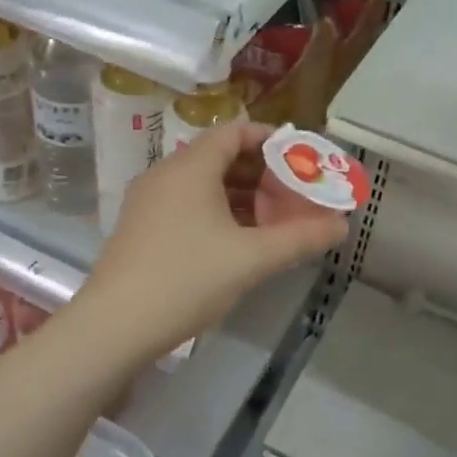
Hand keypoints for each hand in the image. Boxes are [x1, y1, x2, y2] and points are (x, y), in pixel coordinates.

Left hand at [77, 120, 347, 358]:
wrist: (115, 325)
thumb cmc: (187, 279)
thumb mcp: (252, 259)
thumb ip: (300, 238)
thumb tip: (342, 226)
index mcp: (190, 167)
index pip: (234, 131)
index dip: (271, 139)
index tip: (301, 159)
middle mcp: (165, 174)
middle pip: (219, 156)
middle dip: (261, 172)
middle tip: (295, 192)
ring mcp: (148, 202)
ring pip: (203, 184)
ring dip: (240, 195)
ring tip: (274, 218)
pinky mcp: (140, 228)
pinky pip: (186, 204)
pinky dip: (217, 211)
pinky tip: (238, 240)